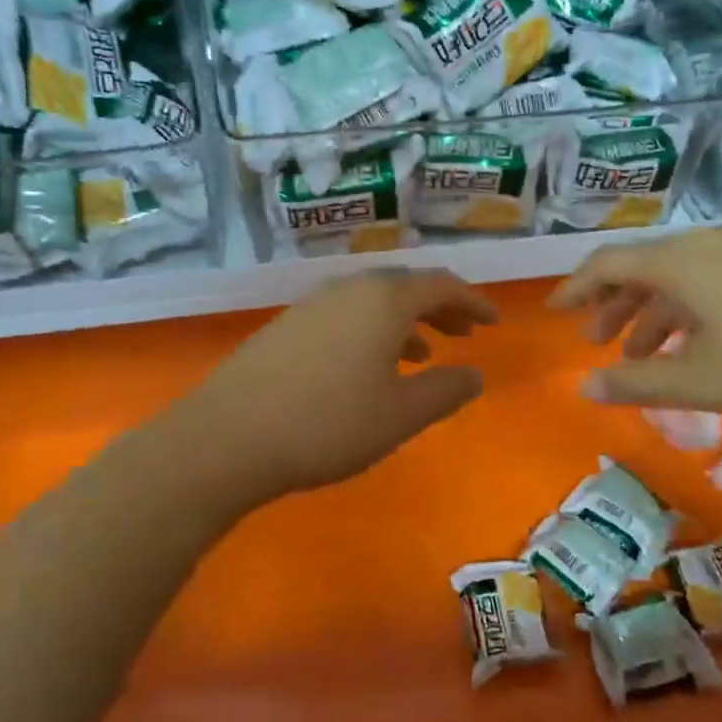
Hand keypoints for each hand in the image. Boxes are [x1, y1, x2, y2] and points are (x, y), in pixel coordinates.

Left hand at [169, 269, 497, 504]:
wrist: (228, 436)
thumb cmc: (328, 424)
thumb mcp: (400, 415)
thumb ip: (445, 391)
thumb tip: (477, 374)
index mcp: (383, 300)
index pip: (441, 284)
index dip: (473, 301)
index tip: (494, 322)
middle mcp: (348, 289)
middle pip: (405, 287)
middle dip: (440, 308)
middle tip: (464, 332)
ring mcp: (311, 305)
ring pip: (372, 302)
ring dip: (404, 321)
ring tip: (424, 353)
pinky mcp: (285, 326)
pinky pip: (344, 316)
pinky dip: (371, 331)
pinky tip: (368, 367)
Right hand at [549, 227, 721, 423]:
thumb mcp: (705, 381)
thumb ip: (638, 383)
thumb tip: (584, 388)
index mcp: (682, 262)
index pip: (608, 264)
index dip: (574, 289)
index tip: (552, 312)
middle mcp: (709, 245)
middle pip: (642, 267)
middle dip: (612, 305)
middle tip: (596, 342)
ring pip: (679, 276)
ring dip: (651, 312)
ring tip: (642, 355)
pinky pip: (711, 281)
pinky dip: (687, 311)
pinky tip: (697, 345)